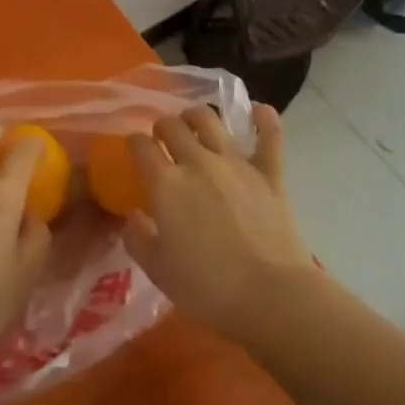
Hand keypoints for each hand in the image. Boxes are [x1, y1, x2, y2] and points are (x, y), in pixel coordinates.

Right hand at [123, 104, 314, 343]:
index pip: (141, 146)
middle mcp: (198, 162)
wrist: (270, 294)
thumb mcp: (158, 270)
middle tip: (162, 138)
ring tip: (194, 123)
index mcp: (166, 184)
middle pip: (174, 125)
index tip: (133, 149)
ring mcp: (237, 163)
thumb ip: (138, 238)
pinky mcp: (270, 173)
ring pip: (211, 120)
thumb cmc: (207, 288)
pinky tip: (260, 110)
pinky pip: (269, 137)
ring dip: (197, 116)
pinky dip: (264, 120)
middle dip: (163, 126)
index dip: (133, 143)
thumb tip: (133, 217)